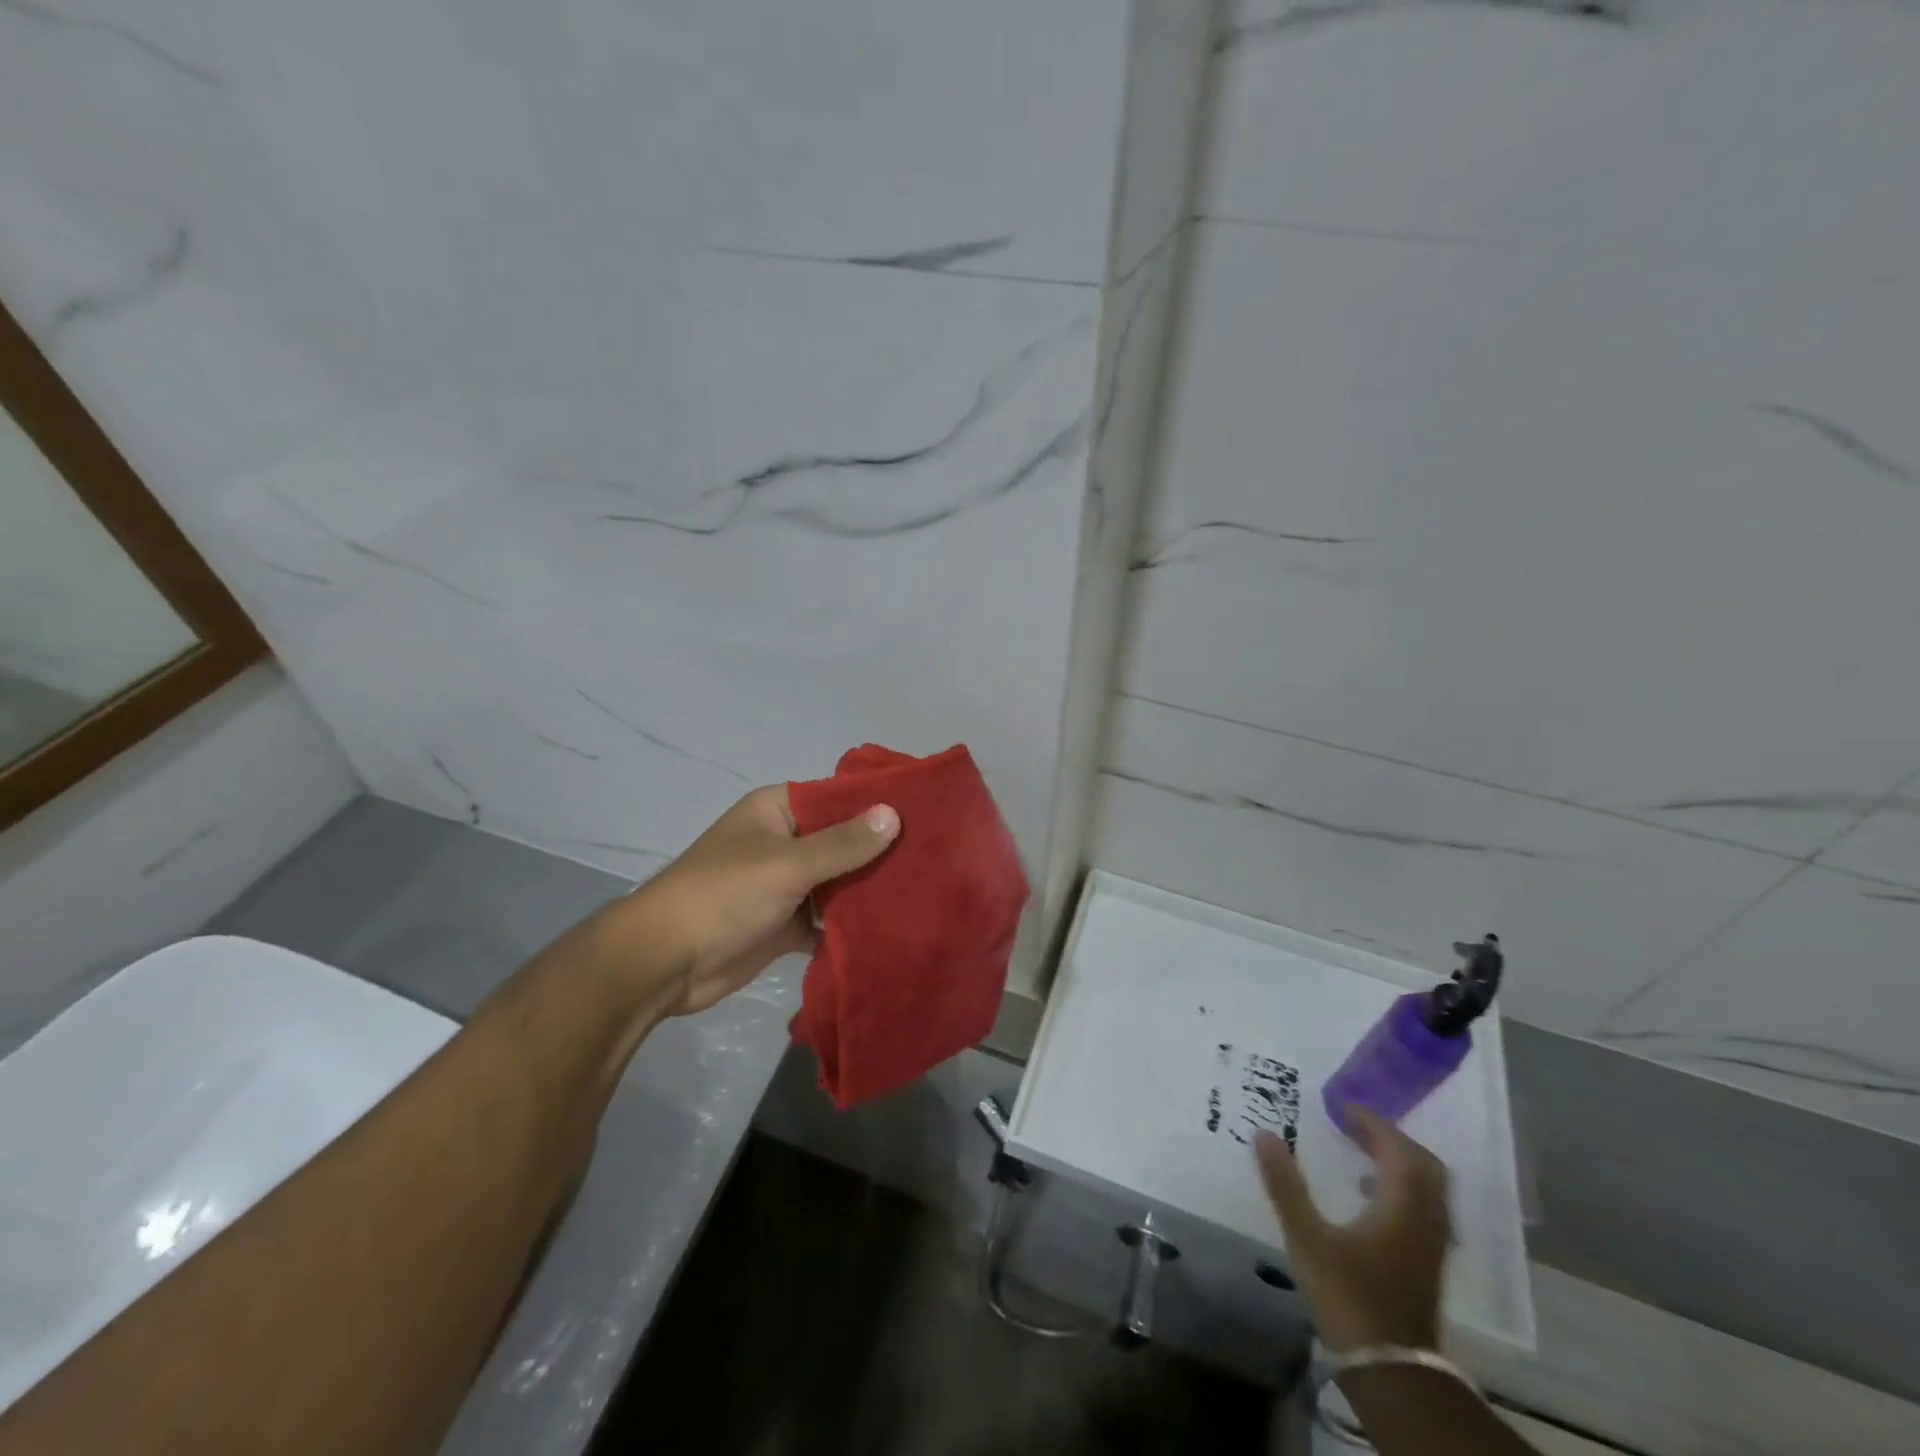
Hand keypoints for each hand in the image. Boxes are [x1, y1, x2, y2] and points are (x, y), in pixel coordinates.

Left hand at [602, 785, 898, 1016]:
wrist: (664, 963)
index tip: (925, 812)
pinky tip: (892, 929)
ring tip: (926, 891)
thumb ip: (842, 843)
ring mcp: (784, 885)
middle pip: (841, 841)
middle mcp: (783, 842)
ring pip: (838, 882)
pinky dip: (851, 925)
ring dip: (869, 890)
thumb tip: (893, 814)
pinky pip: (827, 919)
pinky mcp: (785, 925)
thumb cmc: (723, 895)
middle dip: (880, 851)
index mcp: (777, 812)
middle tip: (935, 857)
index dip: (876, 803)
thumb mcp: (786, 863)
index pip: (836, 797)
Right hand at [1255, 1108, 1449, 1352]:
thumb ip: (1285, 1185)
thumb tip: (1265, 1134)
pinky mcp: (1427, 1262)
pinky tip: (1367, 1196)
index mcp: (1402, 1206)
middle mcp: (1425, 1219)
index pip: (1397, 1148)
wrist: (1391, 1369)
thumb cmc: (1348, 1297)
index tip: (1342, 1107)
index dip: (1372, 1122)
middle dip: (1390, 1137)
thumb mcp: (1307, 1238)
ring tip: (1359, 1153)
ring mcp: (1431, 1243)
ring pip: (1427, 1187)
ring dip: (1398, 1161)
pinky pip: (1423, 1206)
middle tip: (1354, 1125)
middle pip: (1422, 1164)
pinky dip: (1400, 1186)